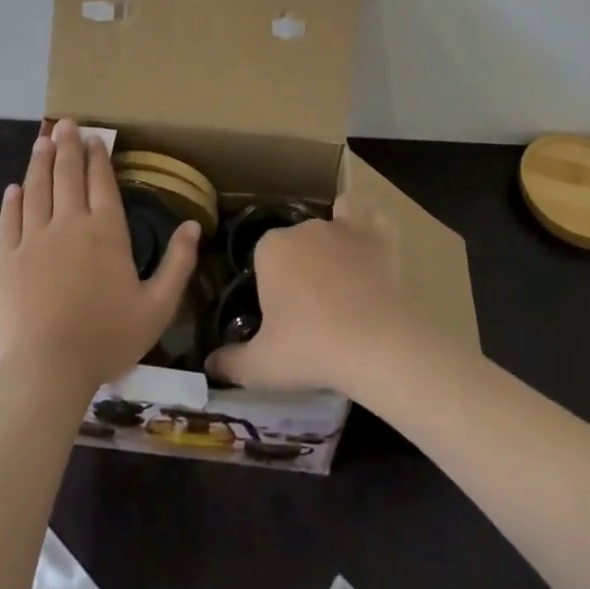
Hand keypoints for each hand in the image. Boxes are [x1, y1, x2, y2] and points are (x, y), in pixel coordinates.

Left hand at [0, 119, 199, 391]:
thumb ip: (178, 263)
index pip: (101, 182)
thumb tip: (194, 225)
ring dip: (40, 162)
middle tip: (67, 123)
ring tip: (42, 141)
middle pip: (68, 175)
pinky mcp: (9, 259)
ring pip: (37, 189)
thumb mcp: (158, 306)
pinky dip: (12, 201)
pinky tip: (13, 188)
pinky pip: (10, 221)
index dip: (98, 157)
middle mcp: (70, 224)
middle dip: (68, 146)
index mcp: (106, 231)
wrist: (49, 370)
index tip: (95, 137)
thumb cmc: (108, 338)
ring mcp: (35, 240)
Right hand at [205, 194, 418, 395]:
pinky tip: (371, 253)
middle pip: (296, 240)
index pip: (263, 256)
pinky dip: (370, 233)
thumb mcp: (261, 366)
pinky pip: (371, 222)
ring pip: (332, 223)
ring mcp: (343, 227)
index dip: (271, 283)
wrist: (376, 344)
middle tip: (311, 307)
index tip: (280, 313)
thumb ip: (230, 362)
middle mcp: (304, 227)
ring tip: (342, 279)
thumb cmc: (311, 350)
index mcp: (270, 248)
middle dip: (300, 264)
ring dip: (333, 241)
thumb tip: (210, 364)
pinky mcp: (379, 234)